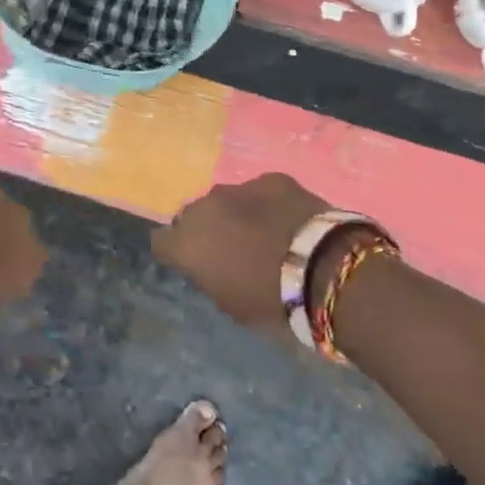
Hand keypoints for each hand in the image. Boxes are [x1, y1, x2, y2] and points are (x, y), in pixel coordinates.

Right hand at [152, 173, 329, 333]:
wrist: (323, 270)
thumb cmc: (272, 301)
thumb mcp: (231, 304)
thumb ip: (210, 278)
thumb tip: (211, 266)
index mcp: (187, 243)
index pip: (161, 242)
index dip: (175, 253)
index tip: (191, 264)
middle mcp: (204, 208)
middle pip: (192, 216)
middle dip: (205, 230)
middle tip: (228, 250)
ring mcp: (237, 188)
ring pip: (224, 200)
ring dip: (234, 214)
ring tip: (260, 233)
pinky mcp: (271, 179)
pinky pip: (258, 191)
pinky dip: (265, 204)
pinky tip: (286, 221)